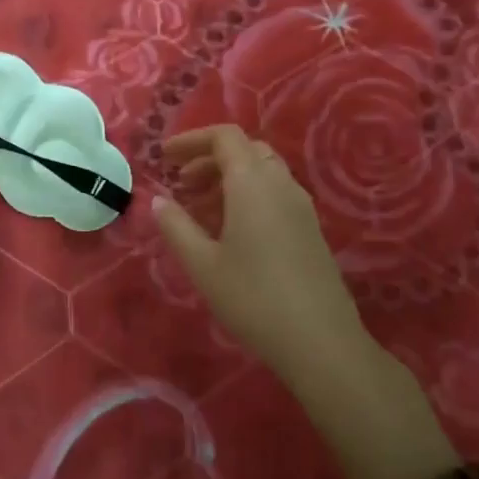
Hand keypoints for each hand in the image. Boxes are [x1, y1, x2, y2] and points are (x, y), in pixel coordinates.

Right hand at [151, 125, 376, 389]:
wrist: (320, 342)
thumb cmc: (252, 298)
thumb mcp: (202, 264)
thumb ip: (176, 226)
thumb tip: (158, 200)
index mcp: (252, 183)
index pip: (224, 137)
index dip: (192, 140)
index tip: (165, 157)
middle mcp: (280, 184)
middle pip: (245, 150)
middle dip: (209, 158)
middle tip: (182, 183)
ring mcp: (301, 206)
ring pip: (262, 171)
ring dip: (229, 178)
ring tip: (200, 209)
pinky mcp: (310, 229)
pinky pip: (275, 193)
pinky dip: (248, 195)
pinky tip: (231, 231)